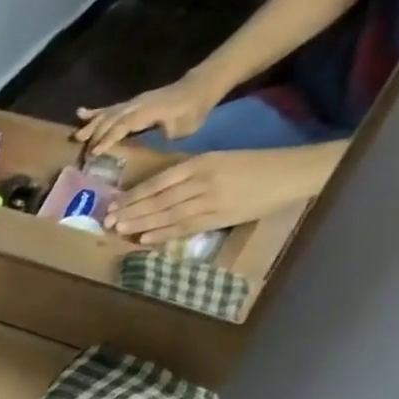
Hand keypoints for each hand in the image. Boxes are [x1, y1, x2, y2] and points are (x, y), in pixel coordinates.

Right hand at [74, 73, 221, 156]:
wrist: (200, 87)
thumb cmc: (193, 111)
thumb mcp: (184, 127)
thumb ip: (163, 134)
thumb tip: (148, 142)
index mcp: (149, 111)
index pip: (125, 124)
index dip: (109, 137)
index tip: (95, 151)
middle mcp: (138, 104)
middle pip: (112, 119)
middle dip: (96, 134)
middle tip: (83, 151)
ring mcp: (133, 102)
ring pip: (108, 113)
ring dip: (91, 124)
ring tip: (77, 136)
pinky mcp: (131, 102)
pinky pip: (111, 107)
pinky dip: (95, 111)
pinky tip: (80, 113)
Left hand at [105, 145, 338, 243]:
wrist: (291, 173)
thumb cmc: (252, 165)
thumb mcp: (217, 160)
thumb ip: (188, 173)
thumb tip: (154, 191)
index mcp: (201, 163)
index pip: (159, 182)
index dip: (134, 195)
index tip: (113, 203)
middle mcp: (202, 181)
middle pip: (158, 199)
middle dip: (131, 211)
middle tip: (107, 221)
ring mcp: (210, 201)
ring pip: (167, 215)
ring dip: (141, 224)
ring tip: (119, 230)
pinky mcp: (219, 217)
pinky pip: (185, 227)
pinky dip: (163, 234)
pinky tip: (144, 239)